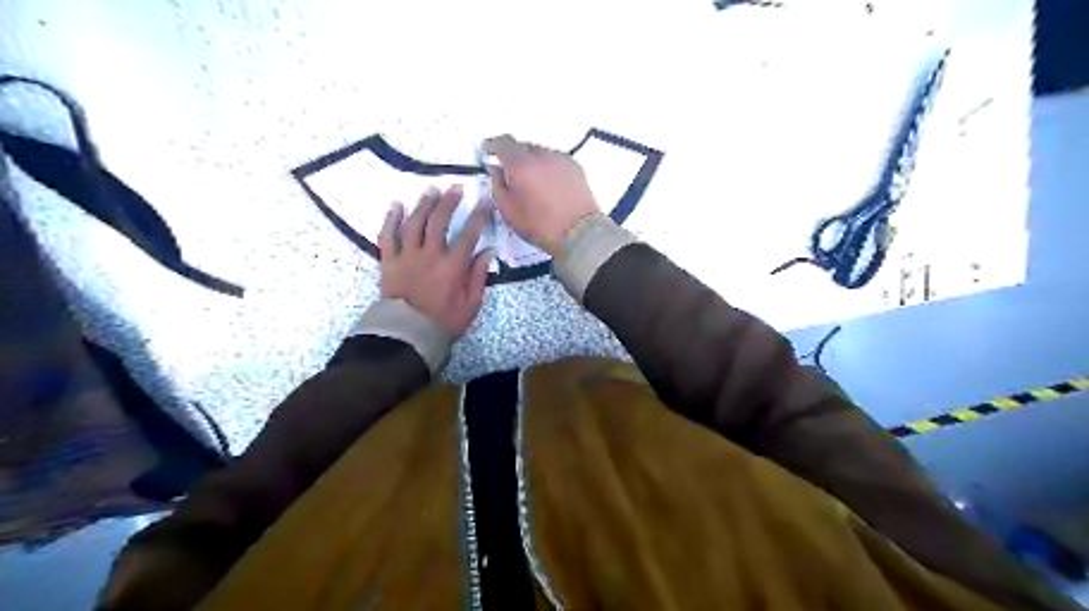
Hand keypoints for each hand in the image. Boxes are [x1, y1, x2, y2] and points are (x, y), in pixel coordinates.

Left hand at [376, 187, 492, 339]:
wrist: (408, 335)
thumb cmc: (444, 322)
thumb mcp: (471, 304)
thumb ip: (478, 276)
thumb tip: (488, 251)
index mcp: (452, 267)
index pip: (468, 234)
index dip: (477, 216)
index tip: (483, 202)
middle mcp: (430, 255)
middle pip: (439, 221)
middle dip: (449, 202)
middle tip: (456, 188)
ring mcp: (407, 256)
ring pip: (414, 222)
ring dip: (424, 204)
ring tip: (431, 190)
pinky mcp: (389, 261)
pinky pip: (388, 235)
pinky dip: (391, 219)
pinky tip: (396, 205)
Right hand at [486, 133, 604, 256]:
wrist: (579, 233)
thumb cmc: (539, 225)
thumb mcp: (508, 210)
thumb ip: (497, 185)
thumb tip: (495, 168)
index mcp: (521, 164)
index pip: (503, 143)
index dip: (493, 144)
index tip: (487, 149)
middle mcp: (542, 155)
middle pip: (523, 146)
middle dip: (514, 154)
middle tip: (510, 169)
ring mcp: (561, 159)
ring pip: (541, 152)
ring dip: (532, 160)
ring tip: (530, 178)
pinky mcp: (576, 167)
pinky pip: (556, 160)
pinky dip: (547, 166)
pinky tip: (548, 182)